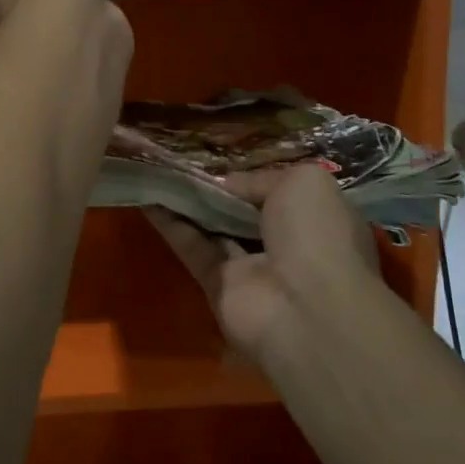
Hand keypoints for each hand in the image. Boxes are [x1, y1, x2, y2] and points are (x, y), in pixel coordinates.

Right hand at [146, 163, 378, 362]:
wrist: (307, 308)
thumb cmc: (317, 236)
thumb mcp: (303, 182)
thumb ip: (261, 178)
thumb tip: (228, 184)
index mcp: (315, 219)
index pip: (280, 192)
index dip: (251, 175)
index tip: (221, 155)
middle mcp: (285, 244)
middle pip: (242, 210)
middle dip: (215, 187)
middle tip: (179, 157)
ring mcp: (251, 268)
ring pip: (213, 227)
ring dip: (186, 201)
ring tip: (156, 168)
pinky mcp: (217, 285)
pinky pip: (191, 247)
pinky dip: (169, 223)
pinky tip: (147, 195)